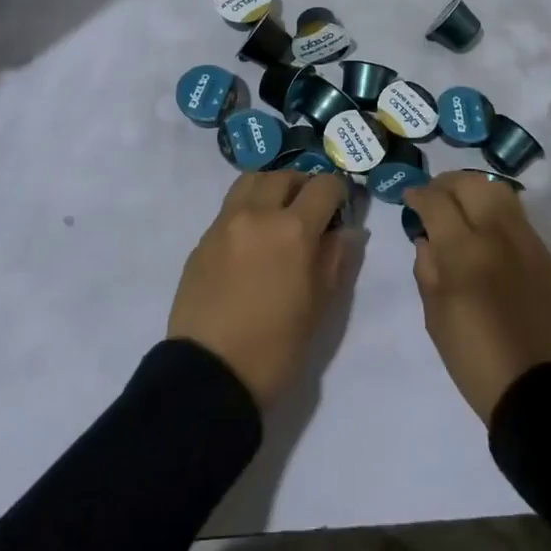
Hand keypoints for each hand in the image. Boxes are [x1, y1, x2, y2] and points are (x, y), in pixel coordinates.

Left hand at [168, 171, 354, 408]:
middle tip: (312, 210)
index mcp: (293, 230)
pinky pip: (230, 207)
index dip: (338, 193)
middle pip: (284, 175)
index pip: (323, 186)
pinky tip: (253, 239)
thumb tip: (348, 231)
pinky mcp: (203, 239)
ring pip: (251, 181)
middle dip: (303, 185)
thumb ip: (336, 259)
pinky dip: (248, 208)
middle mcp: (256, 214)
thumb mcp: (319, 307)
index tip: (341, 209)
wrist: (209, 375)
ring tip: (279, 213)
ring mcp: (225, 223)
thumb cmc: (275, 348)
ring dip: (271, 188)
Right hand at [405, 172, 550, 422]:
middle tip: (434, 196)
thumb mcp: (435, 316)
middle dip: (447, 183)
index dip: (418, 194)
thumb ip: (427, 269)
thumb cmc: (475, 359)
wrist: (539, 391)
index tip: (409, 198)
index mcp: (465, 251)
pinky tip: (488, 233)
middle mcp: (499, 235)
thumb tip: (428, 239)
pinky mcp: (548, 258)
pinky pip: (519, 219)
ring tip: (462, 205)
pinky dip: (497, 213)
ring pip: (501, 192)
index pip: (437, 202)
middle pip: (471, 184)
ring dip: (475, 190)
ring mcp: (528, 243)